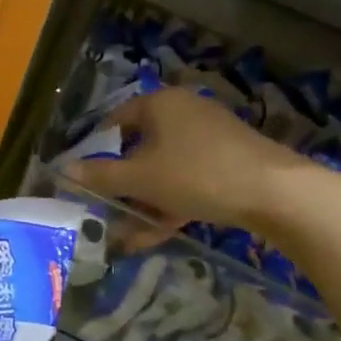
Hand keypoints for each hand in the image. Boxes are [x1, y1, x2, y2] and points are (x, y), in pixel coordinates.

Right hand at [67, 86, 340, 245]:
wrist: (277, 193)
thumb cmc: (197, 174)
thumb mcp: (141, 178)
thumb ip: (100, 176)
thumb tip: (64, 171)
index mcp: (160, 104)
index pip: (114, 121)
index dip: (94, 149)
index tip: (83, 178)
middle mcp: (183, 113)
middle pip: (139, 148)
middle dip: (121, 186)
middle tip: (105, 211)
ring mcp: (208, 139)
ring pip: (164, 170)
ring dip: (143, 203)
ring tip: (126, 236)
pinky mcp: (227, 163)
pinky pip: (187, 181)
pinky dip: (170, 204)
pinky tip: (154, 235)